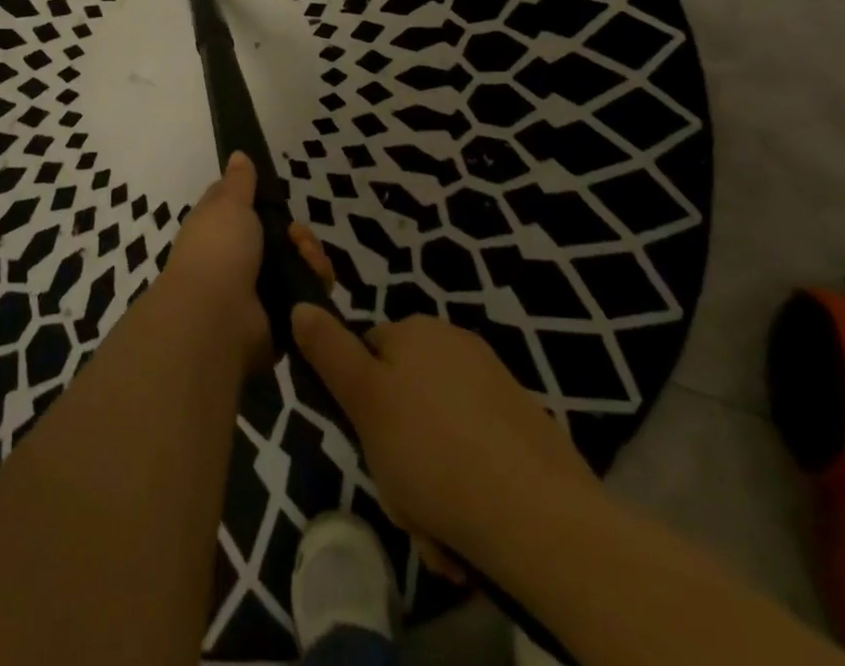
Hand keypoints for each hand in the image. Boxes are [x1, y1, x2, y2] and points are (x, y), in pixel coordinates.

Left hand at [161, 153, 336, 373]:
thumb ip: (238, 182)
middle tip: (297, 236)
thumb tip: (237, 154)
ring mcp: (258, 291)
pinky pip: (307, 297)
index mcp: (217, 230)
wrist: (217, 318)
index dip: (264, 202)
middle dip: (298, 234)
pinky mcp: (280, 319)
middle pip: (280, 239)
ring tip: (308, 258)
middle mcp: (236, 260)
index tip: (277, 196)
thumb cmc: (218, 249)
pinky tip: (316, 280)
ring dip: (311, 258)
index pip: (244, 210)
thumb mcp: (228, 203)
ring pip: (298, 266)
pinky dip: (315, 286)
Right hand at [292, 305, 600, 570]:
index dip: (359, 403)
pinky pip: (476, 459)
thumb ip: (328, 351)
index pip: (368, 353)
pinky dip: (466, 494)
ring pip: (438, 438)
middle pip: (403, 400)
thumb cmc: (434, 453)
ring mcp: (498, 390)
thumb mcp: (364, 401)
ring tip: (438, 535)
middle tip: (404, 500)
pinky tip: (468, 538)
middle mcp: (458, 347)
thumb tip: (301, 306)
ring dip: (428, 487)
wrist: (544, 522)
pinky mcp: (528, 434)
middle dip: (396, 455)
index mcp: (419, 331)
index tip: (365, 446)